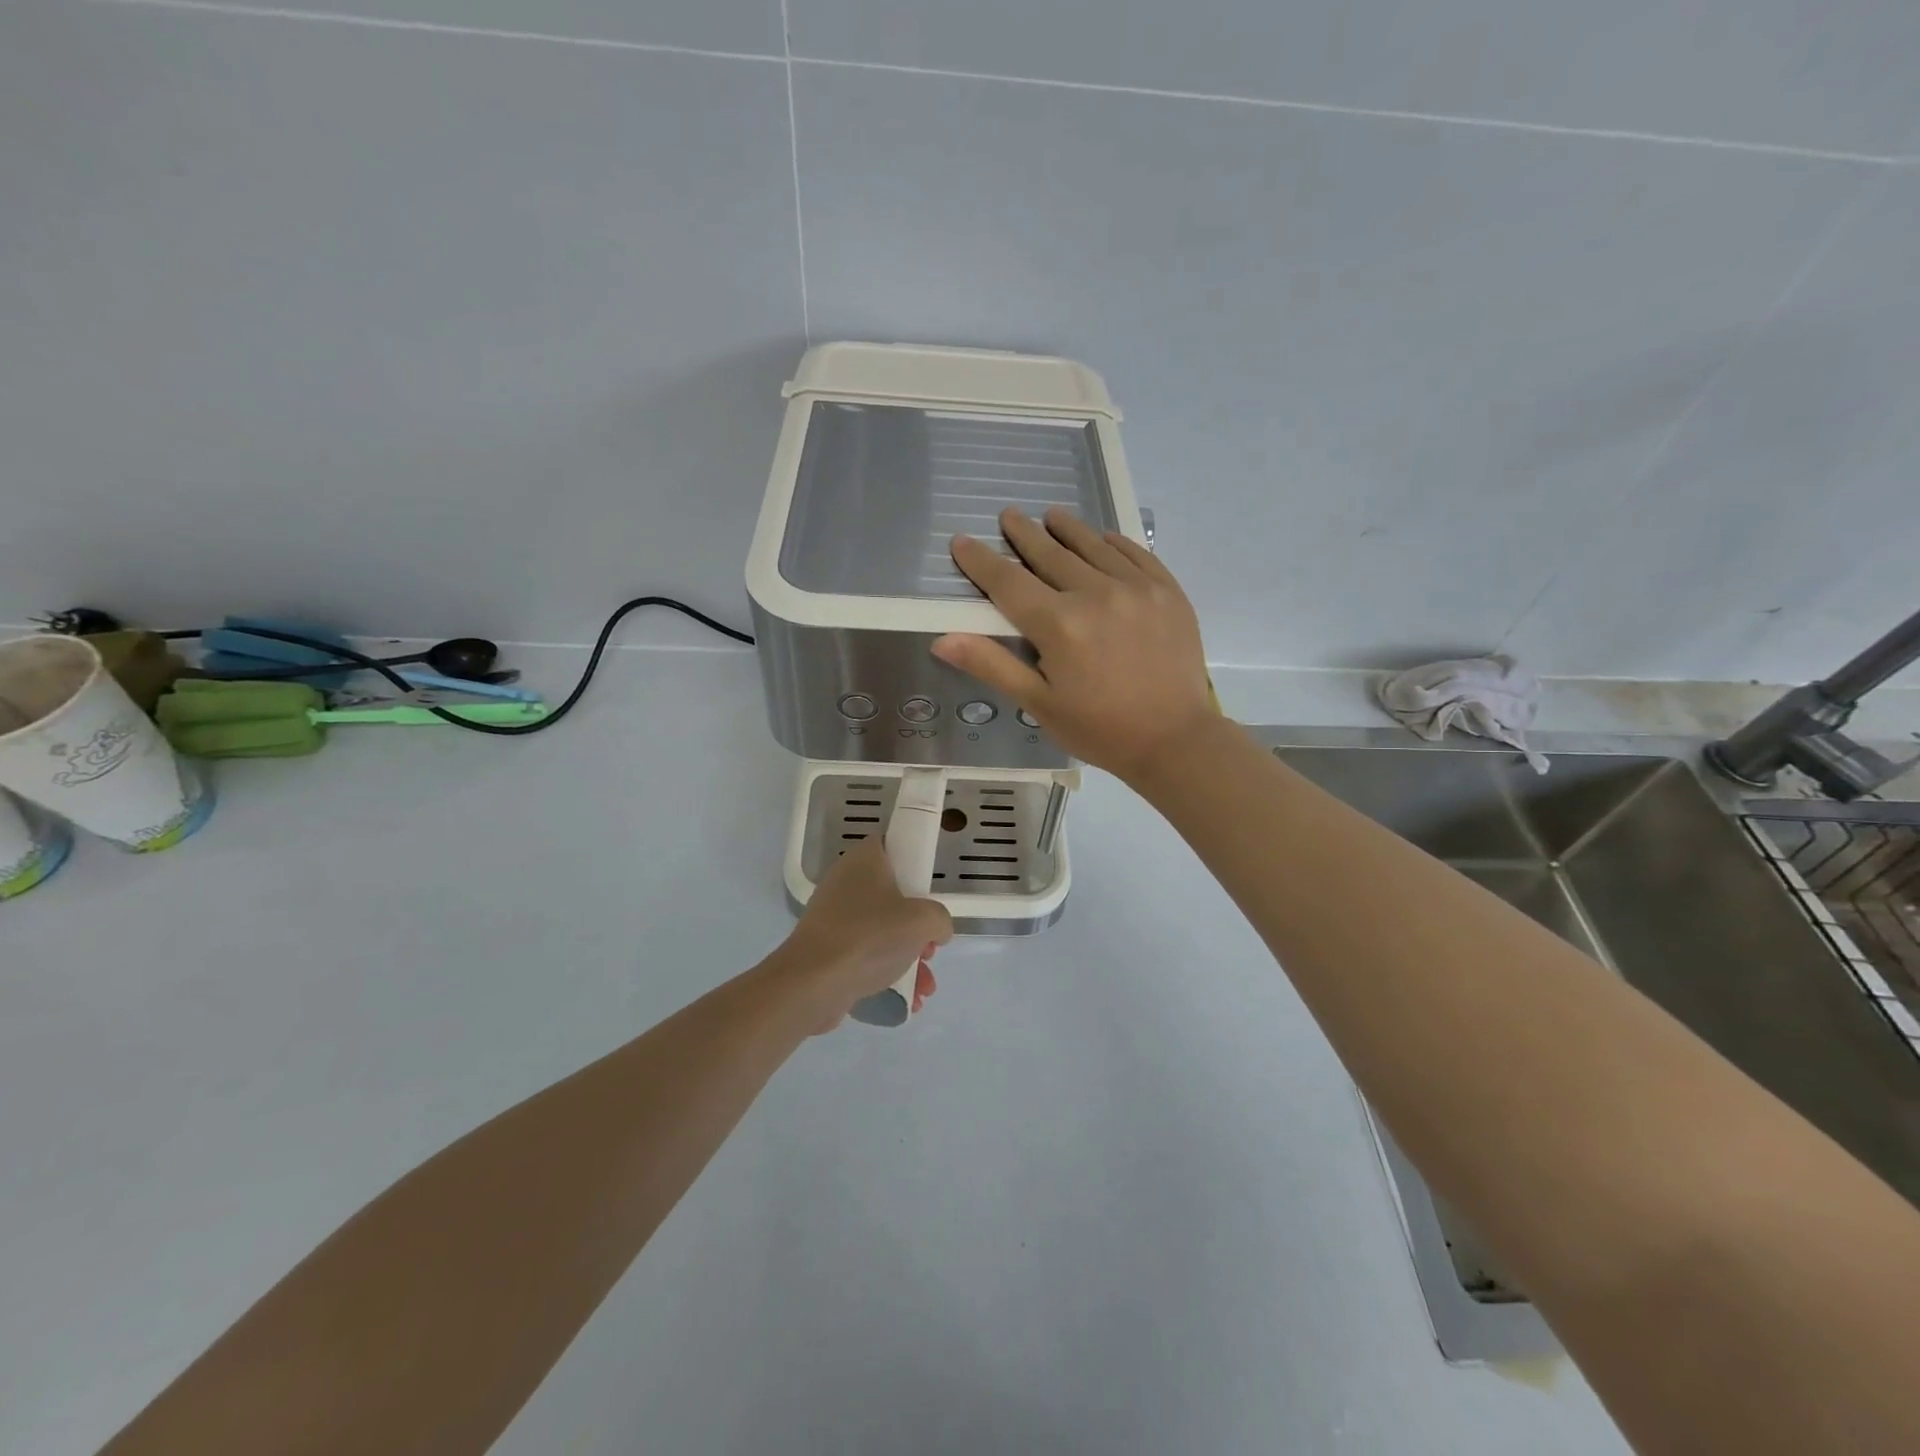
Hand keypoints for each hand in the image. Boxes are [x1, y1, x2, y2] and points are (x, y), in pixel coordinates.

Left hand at [783, 837, 952, 1030]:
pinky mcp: (827, 948)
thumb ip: (940, 919)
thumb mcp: (923, 920)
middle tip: (930, 947)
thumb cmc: (870, 936)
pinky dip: (886, 972)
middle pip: (892, 895)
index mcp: (864, 860)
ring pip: (881, 929)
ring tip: (925, 986)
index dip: (914, 864)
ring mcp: (833, 917)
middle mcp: (845, 882)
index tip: (930, 890)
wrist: (813, 982)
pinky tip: (908, 999)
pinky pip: (865, 954)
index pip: (892, 846)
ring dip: (908, 956)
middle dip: (917, 926)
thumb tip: (936, 931)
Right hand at [932, 506, 1215, 782]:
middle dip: (1024, 534)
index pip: (1008, 582)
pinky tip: (1103, 538)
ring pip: (1092, 546)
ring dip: (1068, 529)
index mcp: (1059, 625)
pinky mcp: (1167, 591)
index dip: (981, 561)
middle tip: (1009, 515)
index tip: (962, 541)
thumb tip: (943, 640)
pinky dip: (1113, 542)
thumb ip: (992, 665)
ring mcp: (1136, 588)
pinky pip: (1135, 553)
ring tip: (1051, 516)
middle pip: (1050, 554)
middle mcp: (1095, 594)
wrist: (1175, 740)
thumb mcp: (1039, 704)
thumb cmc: (1099, 729)